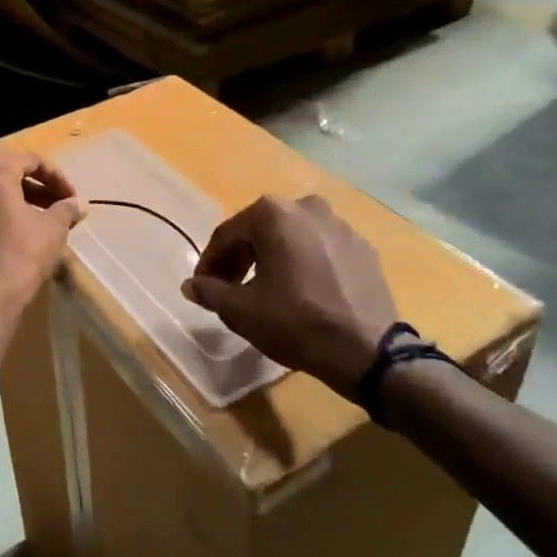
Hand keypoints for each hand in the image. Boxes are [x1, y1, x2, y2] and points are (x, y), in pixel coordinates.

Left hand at [0, 149, 85, 308]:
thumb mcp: (53, 228)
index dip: (57, 178)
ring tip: (44, 220)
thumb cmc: (22, 255)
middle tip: (60, 206)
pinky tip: (21, 233)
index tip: (73, 198)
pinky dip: (2, 214)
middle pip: (10, 174)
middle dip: (38, 188)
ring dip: (21, 201)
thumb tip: (79, 204)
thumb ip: (67, 208)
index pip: (31, 161)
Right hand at [181, 194, 398, 396]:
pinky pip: (320, 249)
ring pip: (292, 237)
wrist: (366, 350)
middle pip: (260, 231)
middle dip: (240, 258)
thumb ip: (209, 292)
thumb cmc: (295, 322)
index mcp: (273, 214)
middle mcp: (306, 207)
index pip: (228, 234)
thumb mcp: (241, 311)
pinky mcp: (363, 247)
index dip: (210, 262)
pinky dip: (304, 263)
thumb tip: (190, 285)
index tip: (202, 286)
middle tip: (229, 288)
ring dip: (273, 258)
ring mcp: (339, 224)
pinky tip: (302, 291)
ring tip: (266, 289)